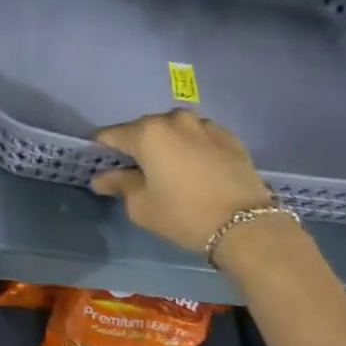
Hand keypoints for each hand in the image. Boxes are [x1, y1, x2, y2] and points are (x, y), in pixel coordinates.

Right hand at [89, 110, 276, 256]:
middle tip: (134, 171)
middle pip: (142, 128)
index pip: (110, 135)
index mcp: (147, 133)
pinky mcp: (228, 136)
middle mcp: (173, 120)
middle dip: (134, 146)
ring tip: (167, 168)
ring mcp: (204, 125)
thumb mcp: (141, 206)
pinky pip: (198, 135)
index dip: (101, 150)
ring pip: (172, 129)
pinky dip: (190, 146)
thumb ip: (119, 185)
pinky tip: (194, 167)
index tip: (100, 165)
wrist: (246, 225)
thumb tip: (102, 178)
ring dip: (164, 144)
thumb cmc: (184, 214)